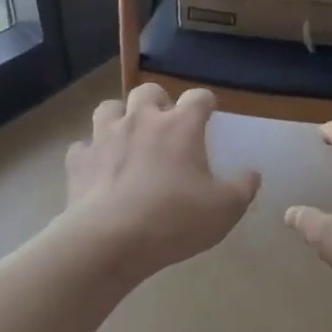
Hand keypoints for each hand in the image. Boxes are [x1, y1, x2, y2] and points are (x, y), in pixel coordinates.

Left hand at [63, 84, 260, 280]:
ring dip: (119, 117)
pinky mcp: (79, 160)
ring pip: (108, 108)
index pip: (198, 97)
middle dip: (158, 100)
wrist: (109, 240)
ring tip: (126, 136)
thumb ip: (243, 188)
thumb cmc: (174, 220)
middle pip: (148, 91)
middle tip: (164, 121)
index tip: (209, 110)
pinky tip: (97, 168)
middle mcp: (141, 120)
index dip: (205, 101)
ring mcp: (105, 137)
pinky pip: (83, 146)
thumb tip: (252, 174)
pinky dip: (91, 153)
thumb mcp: (224, 210)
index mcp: (180, 126)